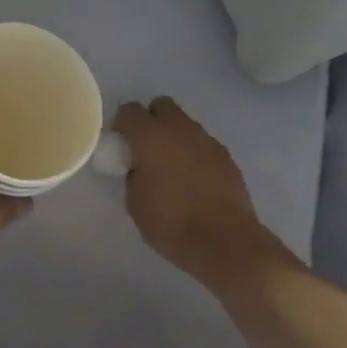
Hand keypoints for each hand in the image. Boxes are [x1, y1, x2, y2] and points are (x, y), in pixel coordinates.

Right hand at [113, 97, 294, 293]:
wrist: (225, 242)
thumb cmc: (172, 223)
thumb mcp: (135, 203)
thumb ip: (133, 176)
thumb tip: (139, 168)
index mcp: (150, 136)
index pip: (129, 110)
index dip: (122, 124)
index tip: (120, 144)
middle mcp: (179, 129)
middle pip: (161, 105)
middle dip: (151, 119)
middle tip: (146, 148)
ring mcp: (206, 140)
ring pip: (185, 123)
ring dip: (175, 136)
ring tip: (172, 167)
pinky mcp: (226, 156)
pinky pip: (203, 144)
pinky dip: (195, 153)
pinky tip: (195, 180)